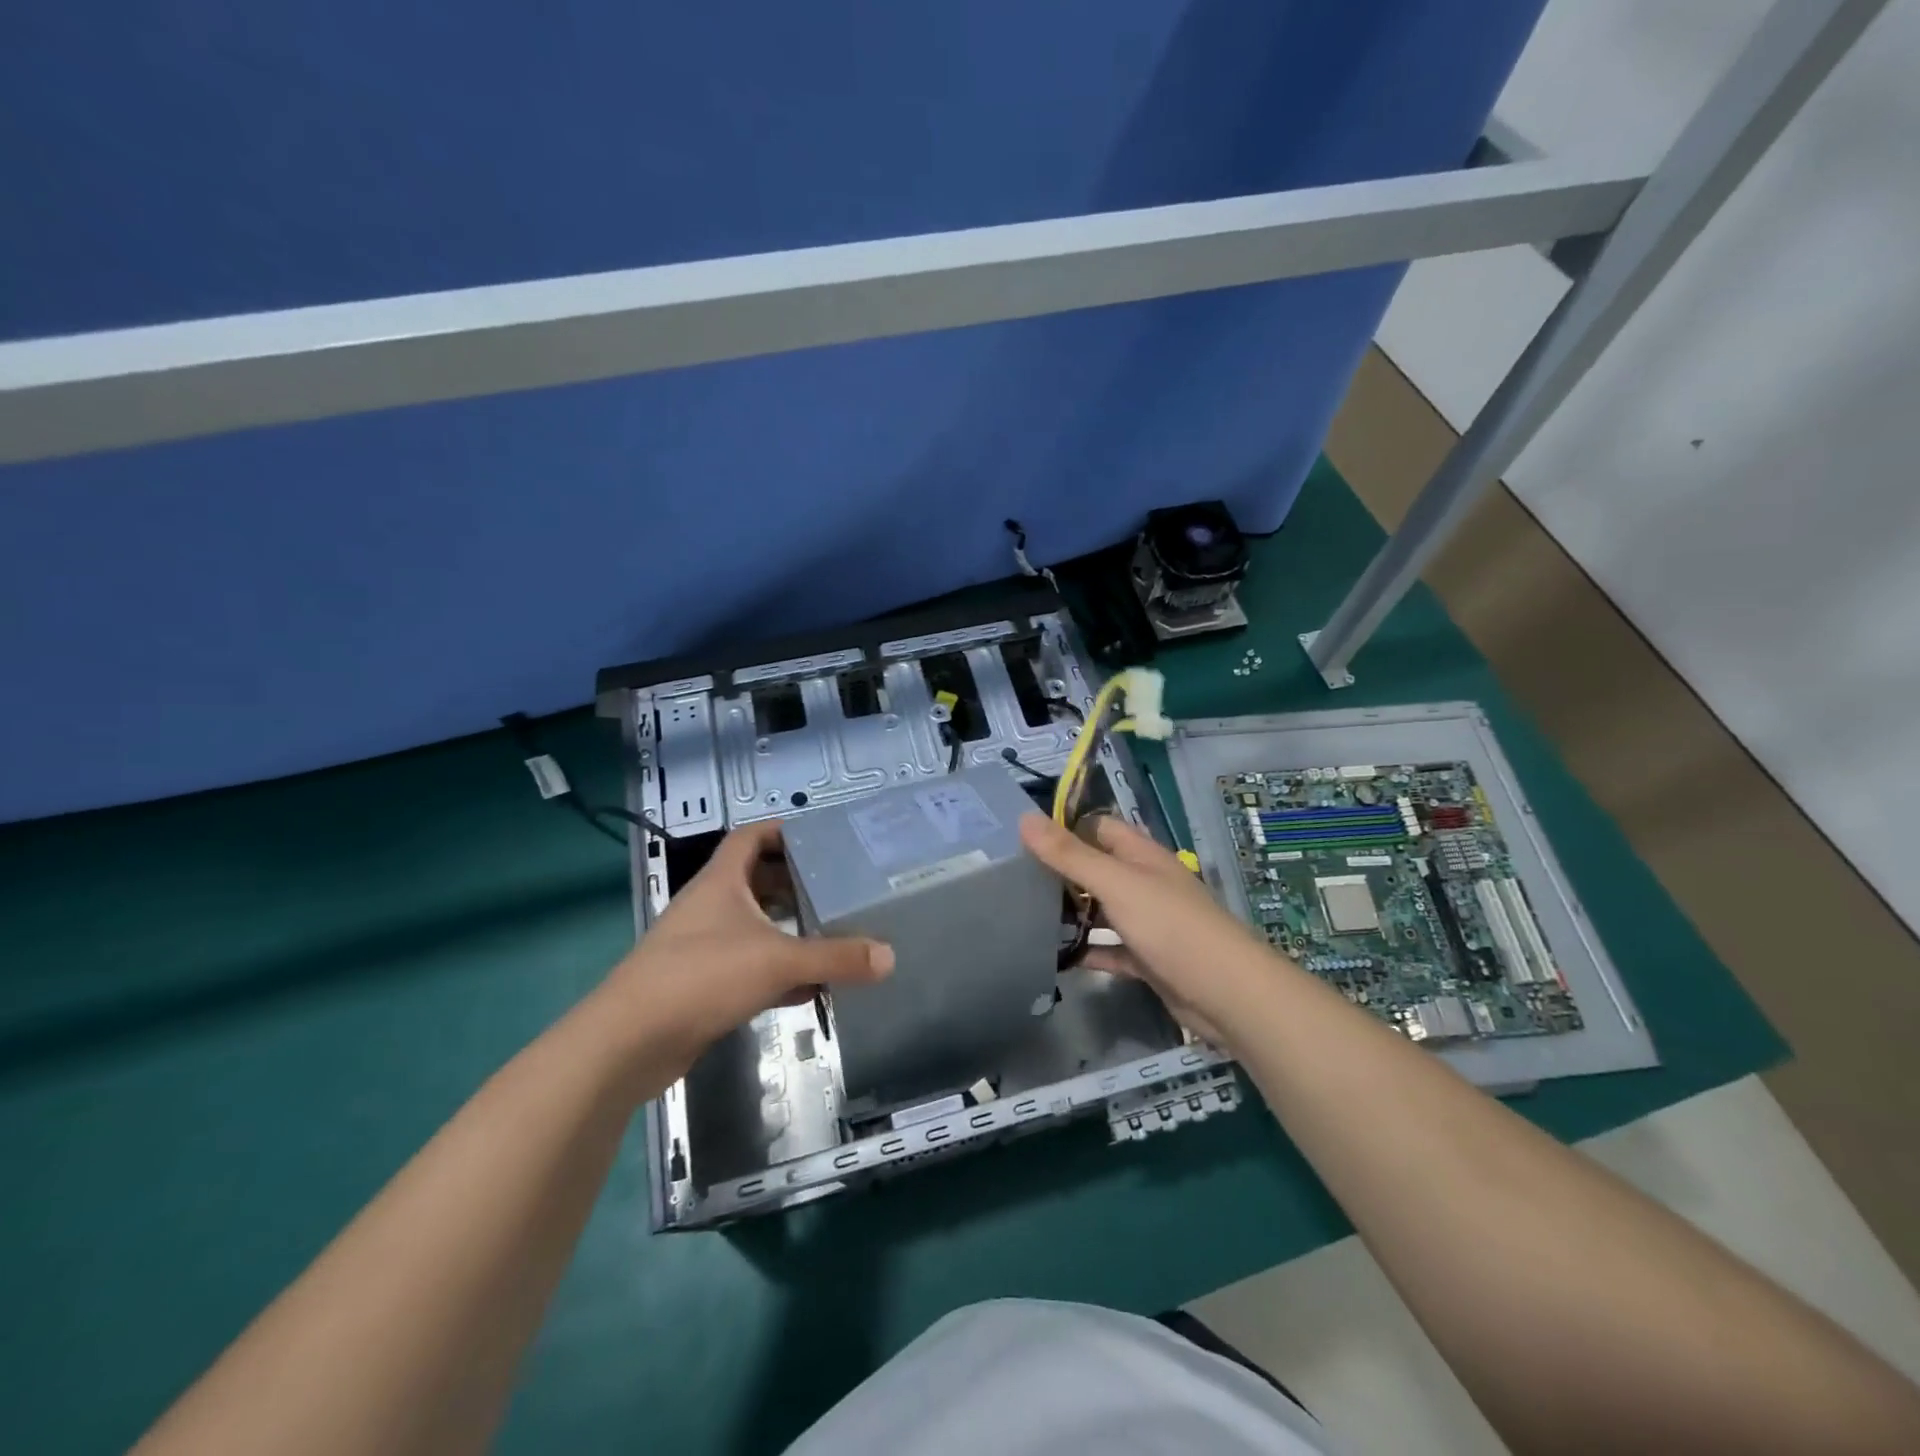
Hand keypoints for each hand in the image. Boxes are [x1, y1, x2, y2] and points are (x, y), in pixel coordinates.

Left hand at [598, 820, 893, 1077]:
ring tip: (831, 931)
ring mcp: (702, 946)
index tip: (821, 837)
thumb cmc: (702, 977)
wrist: (629, 1042)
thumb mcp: (777, 961)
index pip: (750, 837)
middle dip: (794, 882)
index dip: (783, 830)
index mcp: (721, 882)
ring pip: (753, 925)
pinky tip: (808, 986)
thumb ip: (835, 957)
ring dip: (787, 928)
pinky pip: (748, 965)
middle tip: (838, 887)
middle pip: (755, 880)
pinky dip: (777, 970)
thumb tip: (889, 957)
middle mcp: (710, 906)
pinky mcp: (701, 984)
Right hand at [1020, 812, 1275, 1047]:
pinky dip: (1089, 951)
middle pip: (1097, 869)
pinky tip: (1059, 958)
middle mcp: (1145, 882)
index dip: (1065, 829)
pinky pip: (1111, 949)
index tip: (1023, 841)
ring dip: (1073, 914)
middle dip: (1062, 873)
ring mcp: (1148, 921)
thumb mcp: (1115, 883)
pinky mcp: (1149, 958)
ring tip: (1027, 917)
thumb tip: (1025, 818)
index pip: (1098, 828)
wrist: (1226, 993)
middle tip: (1015, 882)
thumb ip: (1069, 854)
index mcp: (1141, 855)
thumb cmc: (1170, 926)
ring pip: (1102, 910)